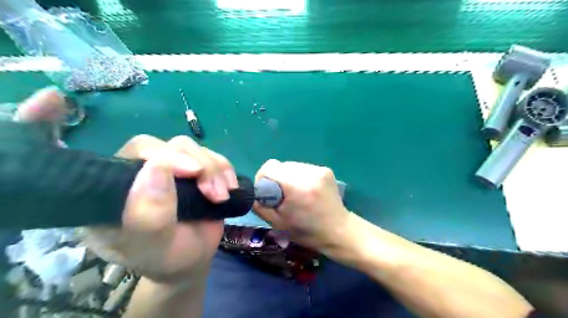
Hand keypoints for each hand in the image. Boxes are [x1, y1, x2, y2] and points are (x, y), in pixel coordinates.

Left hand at [83, 134, 237, 282]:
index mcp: (117, 188)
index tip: (194, 172)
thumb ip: (150, 214)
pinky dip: (226, 170)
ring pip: (195, 149)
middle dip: (201, 166)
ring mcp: (172, 169)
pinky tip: (230, 188)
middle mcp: (143, 172)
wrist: (193, 259)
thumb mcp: (155, 246)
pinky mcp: (195, 170)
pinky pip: (213, 156)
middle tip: (215, 194)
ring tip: (222, 197)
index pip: (136, 152)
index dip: (166, 155)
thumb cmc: (168, 259)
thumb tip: (157, 167)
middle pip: (171, 146)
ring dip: (215, 170)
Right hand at [253, 161, 351, 251]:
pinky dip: (299, 177)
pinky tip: (305, 191)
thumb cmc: (307, 232)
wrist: (338, 231)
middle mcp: (309, 174)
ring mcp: (319, 170)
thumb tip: (255, 192)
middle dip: (276, 179)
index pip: (270, 167)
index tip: (266, 191)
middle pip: (280, 165)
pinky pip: (303, 168)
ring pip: (291, 166)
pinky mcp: (326, 170)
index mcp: (297, 187)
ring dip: (288, 177)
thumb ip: (260, 205)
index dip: (262, 178)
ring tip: (294, 194)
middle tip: (280, 195)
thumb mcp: (277, 223)